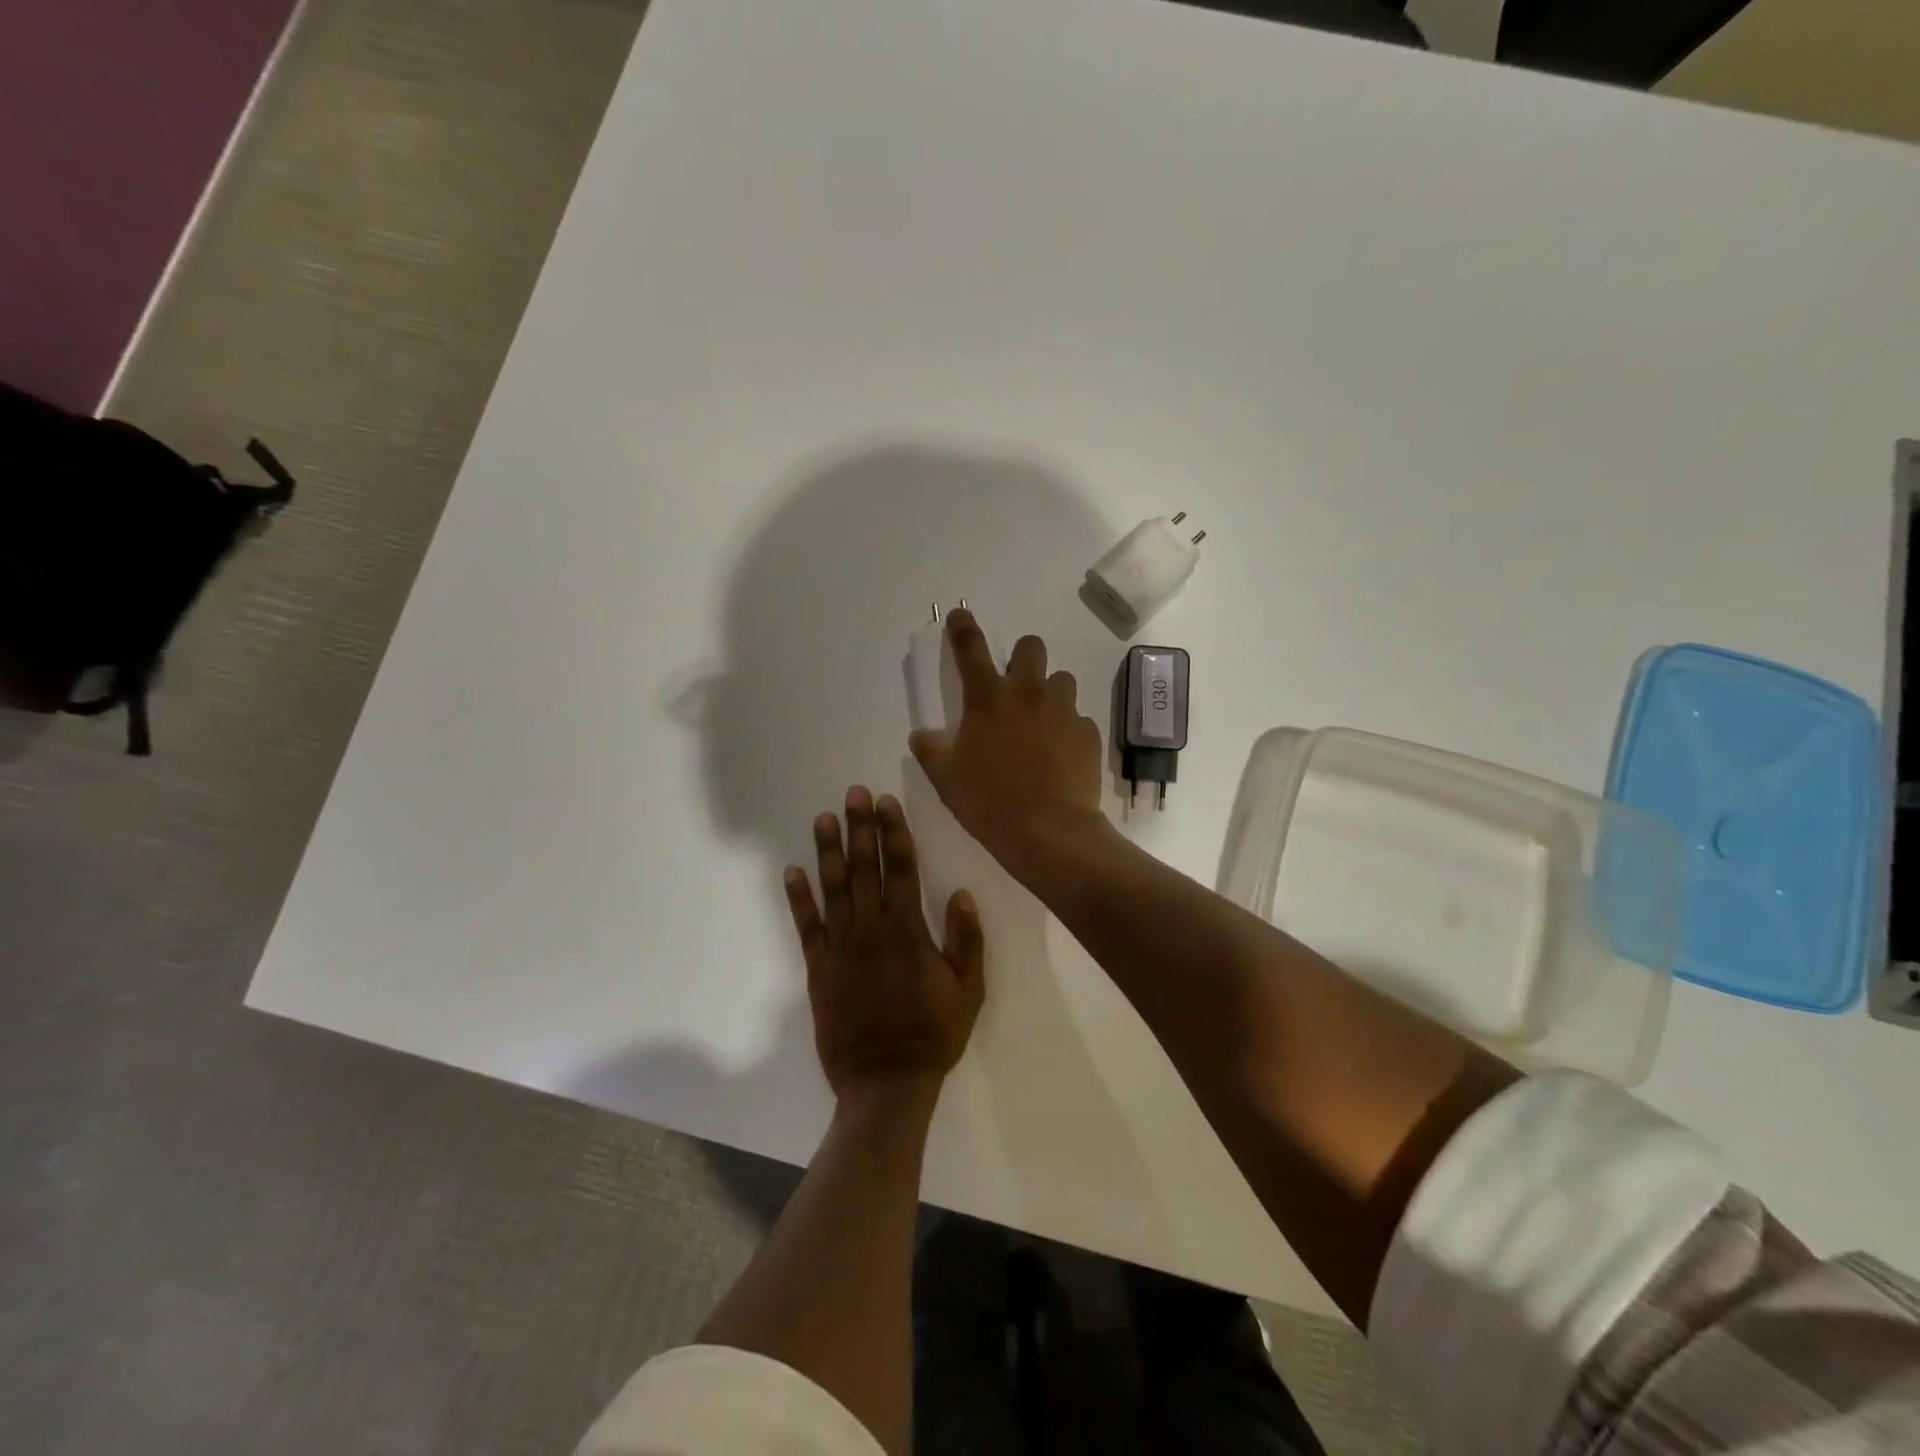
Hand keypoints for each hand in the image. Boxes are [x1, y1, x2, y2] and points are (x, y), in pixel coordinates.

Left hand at [785, 786, 985, 1101]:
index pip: (901, 869)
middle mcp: (871, 929)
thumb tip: (962, 894)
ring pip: (833, 889)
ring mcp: (841, 947)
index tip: (886, 803)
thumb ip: (966, 941)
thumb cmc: (933, 1034)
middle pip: (865, 868)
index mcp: (908, 931)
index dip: (893, 832)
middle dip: (860, 828)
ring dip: (828, 851)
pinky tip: (791, 872)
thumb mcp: (968, 990)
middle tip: (853, 794)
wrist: (886, 1082)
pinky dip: (798, 898)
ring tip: (824, 819)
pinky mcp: (819, 968)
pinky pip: (806, 926)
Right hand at [908, 610, 1106, 868]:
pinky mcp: (1088, 733)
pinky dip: (1067, 728)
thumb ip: (930, 749)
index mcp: (987, 698)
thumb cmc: (988, 802)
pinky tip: (1060, 754)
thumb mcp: (945, 778)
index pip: (971, 647)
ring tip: (1041, 721)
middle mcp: (1028, 693)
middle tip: (1014, 684)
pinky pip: (1078, 718)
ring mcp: (1063, 711)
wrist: (1047, 833)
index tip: (960, 616)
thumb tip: (922, 735)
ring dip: (1049, 692)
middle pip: (1031, 646)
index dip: (963, 626)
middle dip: (1022, 657)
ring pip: (1061, 680)